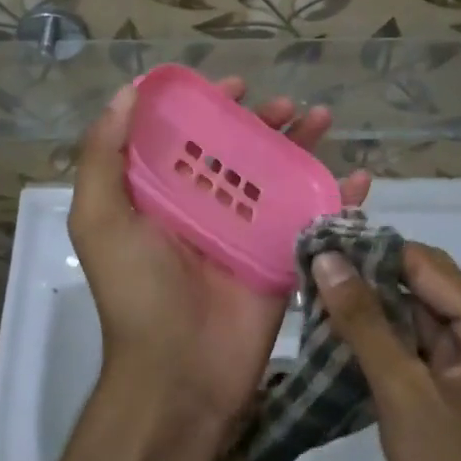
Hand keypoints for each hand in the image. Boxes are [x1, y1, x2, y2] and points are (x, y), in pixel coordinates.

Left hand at [70, 78, 370, 438]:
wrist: (178, 375)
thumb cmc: (136, 291)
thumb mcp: (100, 219)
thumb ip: (103, 156)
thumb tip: (127, 93)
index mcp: (164, 195)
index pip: (190, 138)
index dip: (211, 107)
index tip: (235, 86)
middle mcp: (207, 208)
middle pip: (242, 151)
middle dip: (266, 121)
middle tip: (289, 104)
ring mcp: (248, 233)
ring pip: (280, 176)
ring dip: (304, 145)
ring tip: (323, 120)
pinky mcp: (281, 258)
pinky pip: (312, 218)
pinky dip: (338, 197)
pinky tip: (360, 178)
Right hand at [312, 244, 460, 460]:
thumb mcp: (402, 392)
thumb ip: (364, 322)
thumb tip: (327, 259)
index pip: (426, 264)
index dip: (373, 251)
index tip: (320, 242)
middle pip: (420, 286)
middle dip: (367, 279)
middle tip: (309, 269)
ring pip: (411, 316)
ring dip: (368, 310)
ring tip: (312, 295)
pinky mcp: (449, 389)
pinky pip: (410, 347)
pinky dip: (377, 340)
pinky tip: (334, 336)